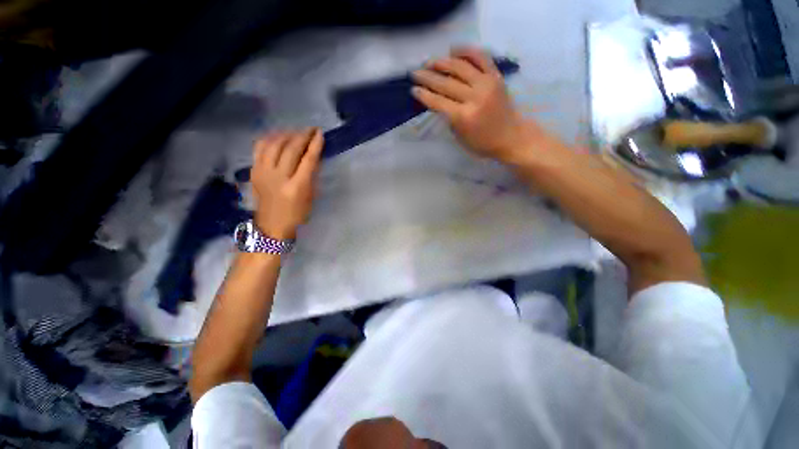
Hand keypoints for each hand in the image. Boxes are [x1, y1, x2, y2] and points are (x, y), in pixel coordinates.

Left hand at [250, 129, 322, 239]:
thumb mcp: (310, 197)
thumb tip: (313, 156)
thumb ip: (311, 175)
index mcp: (297, 187)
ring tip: (296, 132)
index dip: (315, 145)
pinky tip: (278, 136)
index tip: (320, 134)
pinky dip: (270, 138)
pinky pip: (260, 148)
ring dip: (287, 135)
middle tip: (311, 129)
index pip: (308, 160)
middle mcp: (279, 177)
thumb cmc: (297, 214)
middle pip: (291, 149)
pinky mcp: (254, 171)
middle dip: (303, 136)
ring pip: (274, 145)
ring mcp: (263, 173)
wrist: (271, 225)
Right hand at [411, 47, 534, 161]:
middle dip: (427, 77)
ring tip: (430, 61)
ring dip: (442, 62)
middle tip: (415, 72)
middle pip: (446, 83)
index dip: (424, 94)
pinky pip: (481, 57)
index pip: (438, 102)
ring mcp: (486, 84)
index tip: (413, 89)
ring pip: (460, 67)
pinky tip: (454, 49)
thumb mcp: (460, 137)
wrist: (511, 137)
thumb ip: (449, 118)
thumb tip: (439, 101)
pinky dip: (467, 51)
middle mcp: (474, 97)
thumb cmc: (482, 143)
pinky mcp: (496, 76)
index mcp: (463, 117)